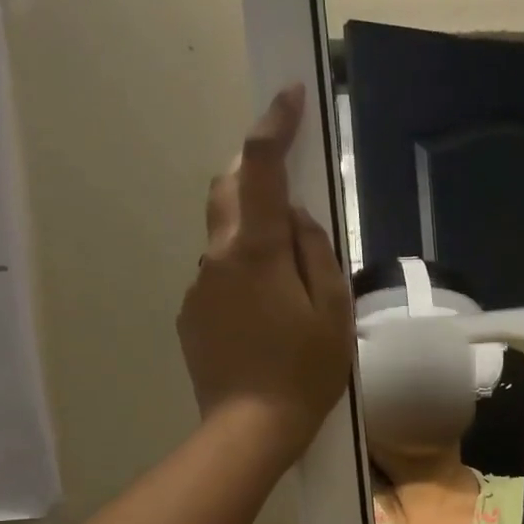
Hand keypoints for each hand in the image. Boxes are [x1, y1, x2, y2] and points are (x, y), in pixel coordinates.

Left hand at [177, 84, 353, 467]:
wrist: (250, 429)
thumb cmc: (304, 372)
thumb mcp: (332, 311)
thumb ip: (316, 252)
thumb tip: (298, 217)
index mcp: (256, 250)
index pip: (260, 168)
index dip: (274, 125)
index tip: (288, 94)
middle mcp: (217, 257)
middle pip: (227, 192)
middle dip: (252, 174)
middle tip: (287, 190)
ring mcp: (198, 287)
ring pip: (224, 240)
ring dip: (252, 239)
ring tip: (287, 288)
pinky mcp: (190, 316)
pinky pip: (218, 279)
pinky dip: (242, 279)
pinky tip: (264, 320)